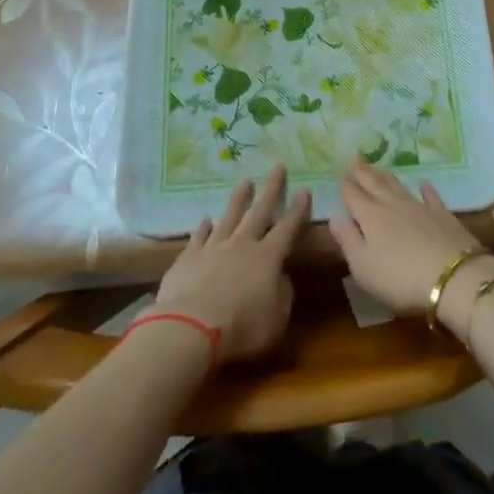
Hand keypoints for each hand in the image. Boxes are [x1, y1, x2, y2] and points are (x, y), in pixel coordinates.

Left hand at [148, 164, 310, 362]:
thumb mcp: (277, 319)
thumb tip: (280, 277)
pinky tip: (205, 219)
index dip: (298, 210)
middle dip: (271, 189)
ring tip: (244, 181)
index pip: (287, 227)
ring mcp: (214, 248)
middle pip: (259, 211)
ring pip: (229, 216)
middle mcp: (242, 244)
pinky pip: (199, 237)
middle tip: (277, 166)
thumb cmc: (242, 327)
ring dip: (238, 199)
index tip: (304, 190)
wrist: (191, 327)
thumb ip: (282, 295)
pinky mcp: (189, 257)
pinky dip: (203, 227)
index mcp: (268, 257)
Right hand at [328, 159, 493, 338]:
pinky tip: (424, 183)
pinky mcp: (442, 215)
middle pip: (374, 184)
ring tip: (378, 168)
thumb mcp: (363, 266)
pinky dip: (426, 189)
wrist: (453, 277)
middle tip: (355, 158)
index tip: (339, 173)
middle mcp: (393, 205)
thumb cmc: (400, 278)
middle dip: (363, 172)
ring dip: (386, 176)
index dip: (345, 185)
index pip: (353, 196)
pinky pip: (431, 196)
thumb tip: (334, 216)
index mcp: (370, 217)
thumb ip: (347, 240)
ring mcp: (420, 207)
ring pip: (399, 186)